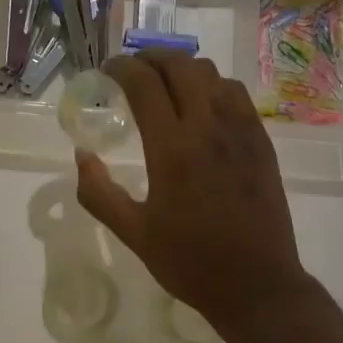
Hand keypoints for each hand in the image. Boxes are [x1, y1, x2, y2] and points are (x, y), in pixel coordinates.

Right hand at [75, 51, 306, 334]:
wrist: (257, 284)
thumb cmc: (190, 262)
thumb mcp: (133, 233)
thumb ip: (99, 193)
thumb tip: (82, 155)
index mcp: (172, 148)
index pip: (144, 84)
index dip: (122, 68)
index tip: (108, 71)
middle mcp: (208, 127)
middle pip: (180, 65)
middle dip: (152, 58)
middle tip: (134, 70)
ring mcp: (240, 130)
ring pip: (212, 73)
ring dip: (183, 69)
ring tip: (167, 84)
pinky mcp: (261, 140)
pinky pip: (236, 94)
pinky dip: (213, 86)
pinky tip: (203, 105)